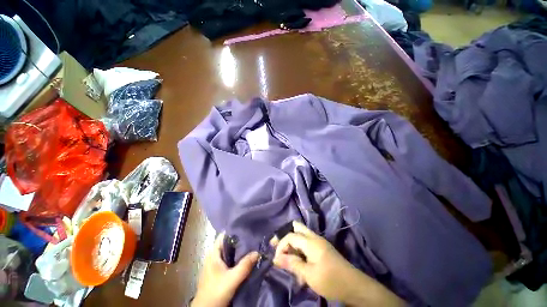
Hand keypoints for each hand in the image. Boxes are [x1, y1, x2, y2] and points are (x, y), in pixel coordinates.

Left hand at [192, 232, 258, 306]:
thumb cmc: (216, 292)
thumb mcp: (232, 279)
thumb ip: (245, 265)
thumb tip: (258, 252)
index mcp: (214, 254)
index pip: (224, 236)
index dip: (234, 230)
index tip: (247, 227)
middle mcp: (214, 256)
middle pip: (227, 243)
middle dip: (239, 239)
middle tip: (252, 236)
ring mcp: (216, 264)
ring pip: (229, 252)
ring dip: (239, 249)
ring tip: (252, 244)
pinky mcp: (218, 272)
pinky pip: (229, 260)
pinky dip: (237, 257)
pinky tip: (245, 258)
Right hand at [272, 221, 404, 306]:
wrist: (354, 286)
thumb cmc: (331, 280)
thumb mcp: (309, 275)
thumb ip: (292, 264)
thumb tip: (275, 258)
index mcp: (311, 241)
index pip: (291, 236)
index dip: (281, 245)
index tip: (276, 259)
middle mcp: (314, 237)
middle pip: (297, 228)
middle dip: (285, 235)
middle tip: (275, 245)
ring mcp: (319, 242)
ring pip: (301, 235)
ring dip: (292, 243)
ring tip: (285, 255)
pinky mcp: (322, 249)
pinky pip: (306, 244)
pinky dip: (299, 249)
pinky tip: (297, 262)